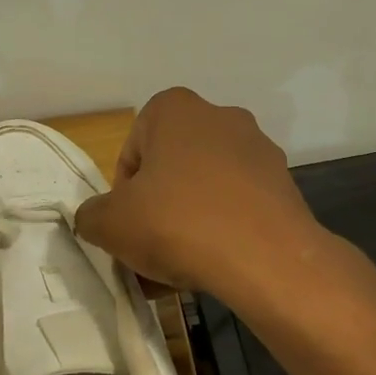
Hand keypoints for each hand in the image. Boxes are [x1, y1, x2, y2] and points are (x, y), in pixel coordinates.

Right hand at [74, 87, 323, 294]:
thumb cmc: (178, 224)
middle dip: (158, 205)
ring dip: (190, 219)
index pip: (133, 149)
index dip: (123, 191)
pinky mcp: (284, 184)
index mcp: (175, 109)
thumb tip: (96, 219)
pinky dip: (224, 229)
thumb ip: (91, 215)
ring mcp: (259, 150)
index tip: (128, 223)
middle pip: (172, 167)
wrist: (266, 258)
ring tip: (182, 265)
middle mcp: (221, 117)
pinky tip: (216, 264)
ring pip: (207, 188)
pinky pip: (239, 205)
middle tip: (151, 245)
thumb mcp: (111, 224)